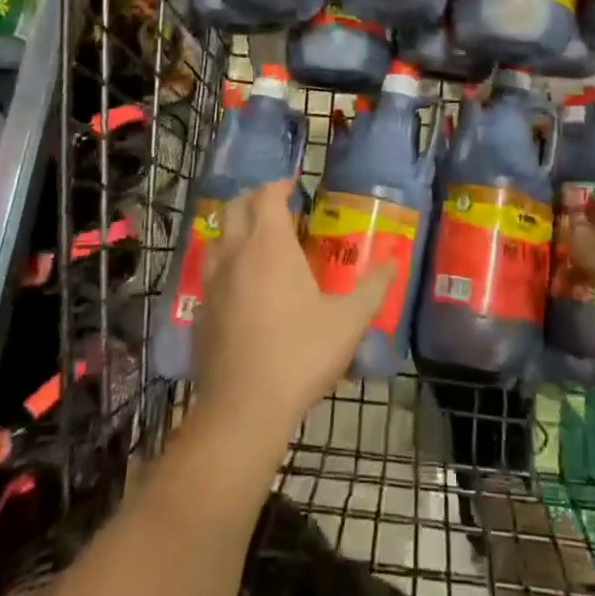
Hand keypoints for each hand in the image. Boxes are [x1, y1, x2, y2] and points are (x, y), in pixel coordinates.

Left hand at [193, 178, 390, 439]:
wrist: (244, 408)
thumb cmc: (300, 354)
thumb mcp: (348, 320)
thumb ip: (373, 288)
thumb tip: (394, 263)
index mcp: (269, 245)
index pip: (266, 195)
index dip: (279, 186)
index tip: (294, 188)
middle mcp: (236, 253)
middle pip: (235, 207)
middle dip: (255, 200)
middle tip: (278, 209)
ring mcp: (212, 282)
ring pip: (218, 237)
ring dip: (236, 228)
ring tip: (258, 241)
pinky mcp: (200, 311)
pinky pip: (210, 271)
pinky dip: (225, 263)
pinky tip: (241, 285)